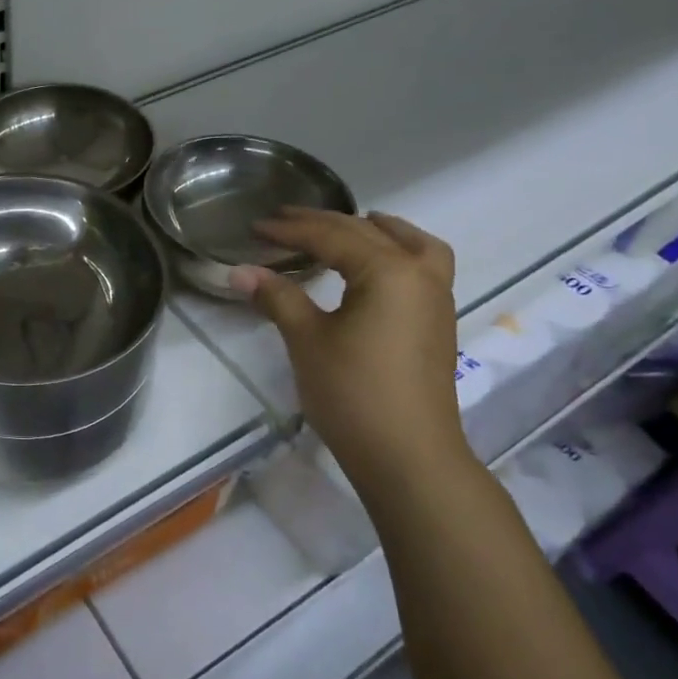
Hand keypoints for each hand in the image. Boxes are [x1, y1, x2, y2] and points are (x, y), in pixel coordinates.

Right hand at [231, 209, 472, 502]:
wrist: (409, 457)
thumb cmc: (353, 394)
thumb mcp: (307, 340)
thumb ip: (277, 297)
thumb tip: (239, 271)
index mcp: (388, 271)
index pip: (332, 236)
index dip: (290, 229)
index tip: (256, 227)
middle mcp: (420, 274)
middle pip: (367, 233)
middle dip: (323, 224)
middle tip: (283, 220)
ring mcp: (436, 298)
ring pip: (410, 244)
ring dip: (377, 230)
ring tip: (351, 224)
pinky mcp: (438, 323)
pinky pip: (425, 266)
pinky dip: (401, 251)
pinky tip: (378, 267)